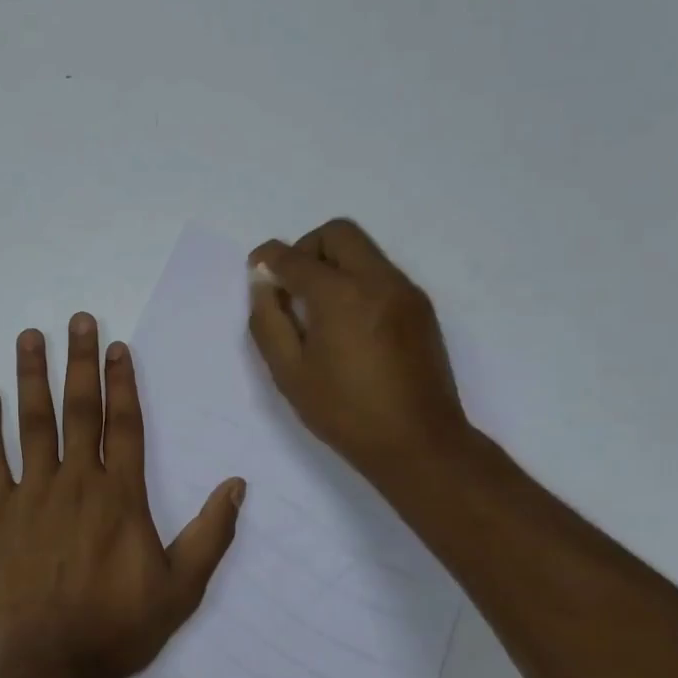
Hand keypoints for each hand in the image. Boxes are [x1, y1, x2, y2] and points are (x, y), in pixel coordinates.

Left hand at [0, 314, 245, 677]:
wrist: (49, 667)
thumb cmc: (117, 627)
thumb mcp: (181, 588)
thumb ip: (211, 534)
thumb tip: (237, 485)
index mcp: (120, 494)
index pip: (123, 423)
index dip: (121, 381)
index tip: (115, 346)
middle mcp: (76, 480)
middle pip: (80, 408)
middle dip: (79, 360)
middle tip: (77, 318)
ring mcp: (32, 493)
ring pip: (33, 422)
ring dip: (32, 376)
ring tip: (30, 336)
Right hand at [247, 219, 478, 495]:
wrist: (420, 443)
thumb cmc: (345, 412)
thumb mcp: (289, 372)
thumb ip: (268, 321)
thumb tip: (264, 285)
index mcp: (341, 295)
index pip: (295, 257)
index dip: (269, 258)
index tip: (257, 270)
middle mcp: (377, 280)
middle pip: (337, 233)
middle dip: (307, 248)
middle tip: (293, 285)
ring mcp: (405, 292)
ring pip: (363, 250)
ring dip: (333, 264)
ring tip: (319, 309)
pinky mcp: (420, 308)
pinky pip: (380, 273)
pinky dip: (356, 280)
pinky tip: (347, 323)